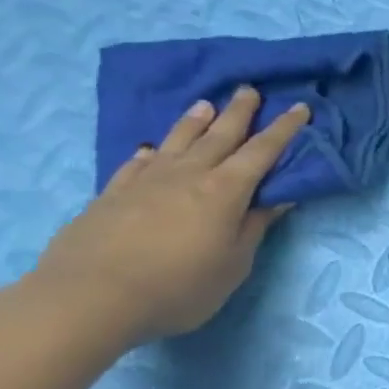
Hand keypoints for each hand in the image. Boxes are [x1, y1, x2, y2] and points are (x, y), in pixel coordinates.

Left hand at [35, 87, 311, 345]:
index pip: (263, 151)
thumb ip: (254, 227)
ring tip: (205, 104)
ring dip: (194, 122)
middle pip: (219, 136)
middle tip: (249, 89)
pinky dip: (150, 153)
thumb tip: (278, 198)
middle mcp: (188, 176)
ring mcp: (145, 183)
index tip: (300, 107)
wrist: (88, 298)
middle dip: (239, 112)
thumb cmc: (179, 286)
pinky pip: (136, 165)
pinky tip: (151, 149)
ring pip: (177, 142)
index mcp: (225, 191)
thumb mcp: (234, 264)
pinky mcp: (111, 196)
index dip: (284, 129)